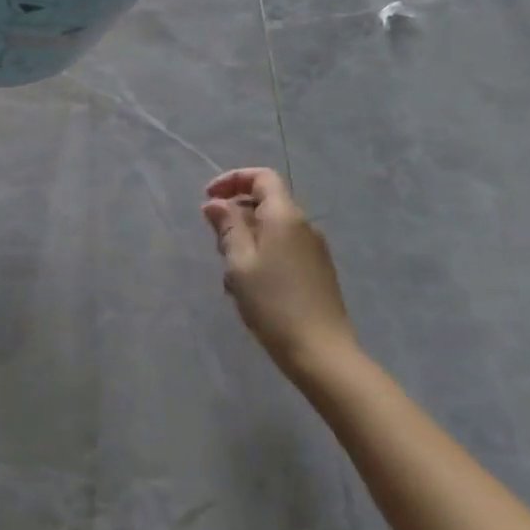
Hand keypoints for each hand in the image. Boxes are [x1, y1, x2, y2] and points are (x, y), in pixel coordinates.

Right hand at [201, 168, 354, 376]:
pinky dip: (262, 255)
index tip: (208, 198)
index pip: (262, 177)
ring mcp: (314, 249)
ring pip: (272, 228)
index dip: (233, 180)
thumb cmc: (273, 303)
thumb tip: (215, 203)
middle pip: (266, 202)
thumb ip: (227, 227)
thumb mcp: (239, 262)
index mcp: (284, 216)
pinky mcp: (317, 271)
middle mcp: (304, 225)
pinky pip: (283, 248)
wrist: (321, 352)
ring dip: (246, 239)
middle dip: (235, 214)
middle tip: (215, 243)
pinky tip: (250, 287)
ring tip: (231, 273)